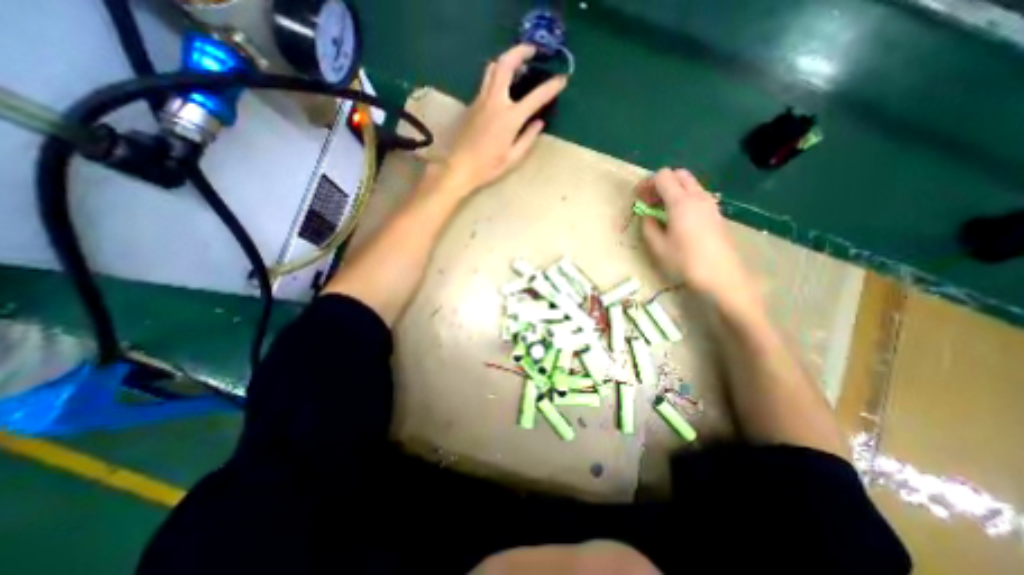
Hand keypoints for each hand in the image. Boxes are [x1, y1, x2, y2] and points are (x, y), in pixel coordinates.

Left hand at [443, 44, 568, 191]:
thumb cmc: (488, 166)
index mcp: (509, 118)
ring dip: (506, 60)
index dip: (551, 87)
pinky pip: (485, 82)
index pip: (535, 97)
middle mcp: (495, 102)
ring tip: (517, 63)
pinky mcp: (472, 105)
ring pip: (492, 69)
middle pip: (506, 65)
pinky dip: (497, 75)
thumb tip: (539, 123)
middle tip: (532, 50)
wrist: (460, 167)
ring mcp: (481, 100)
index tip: (562, 79)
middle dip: (520, 51)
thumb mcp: (513, 157)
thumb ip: (528, 138)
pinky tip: (503, 86)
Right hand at [637, 169, 757, 311]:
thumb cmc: (685, 261)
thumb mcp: (658, 246)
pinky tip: (677, 218)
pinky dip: (683, 198)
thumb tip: (647, 216)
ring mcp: (710, 203)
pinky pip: (697, 195)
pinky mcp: (715, 212)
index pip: (663, 176)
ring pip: (690, 184)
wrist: (721, 275)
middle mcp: (697, 196)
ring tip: (661, 211)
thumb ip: (648, 226)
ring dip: (673, 190)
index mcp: (681, 202)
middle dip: (661, 183)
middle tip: (650, 201)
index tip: (639, 197)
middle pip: (679, 174)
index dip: (647, 183)